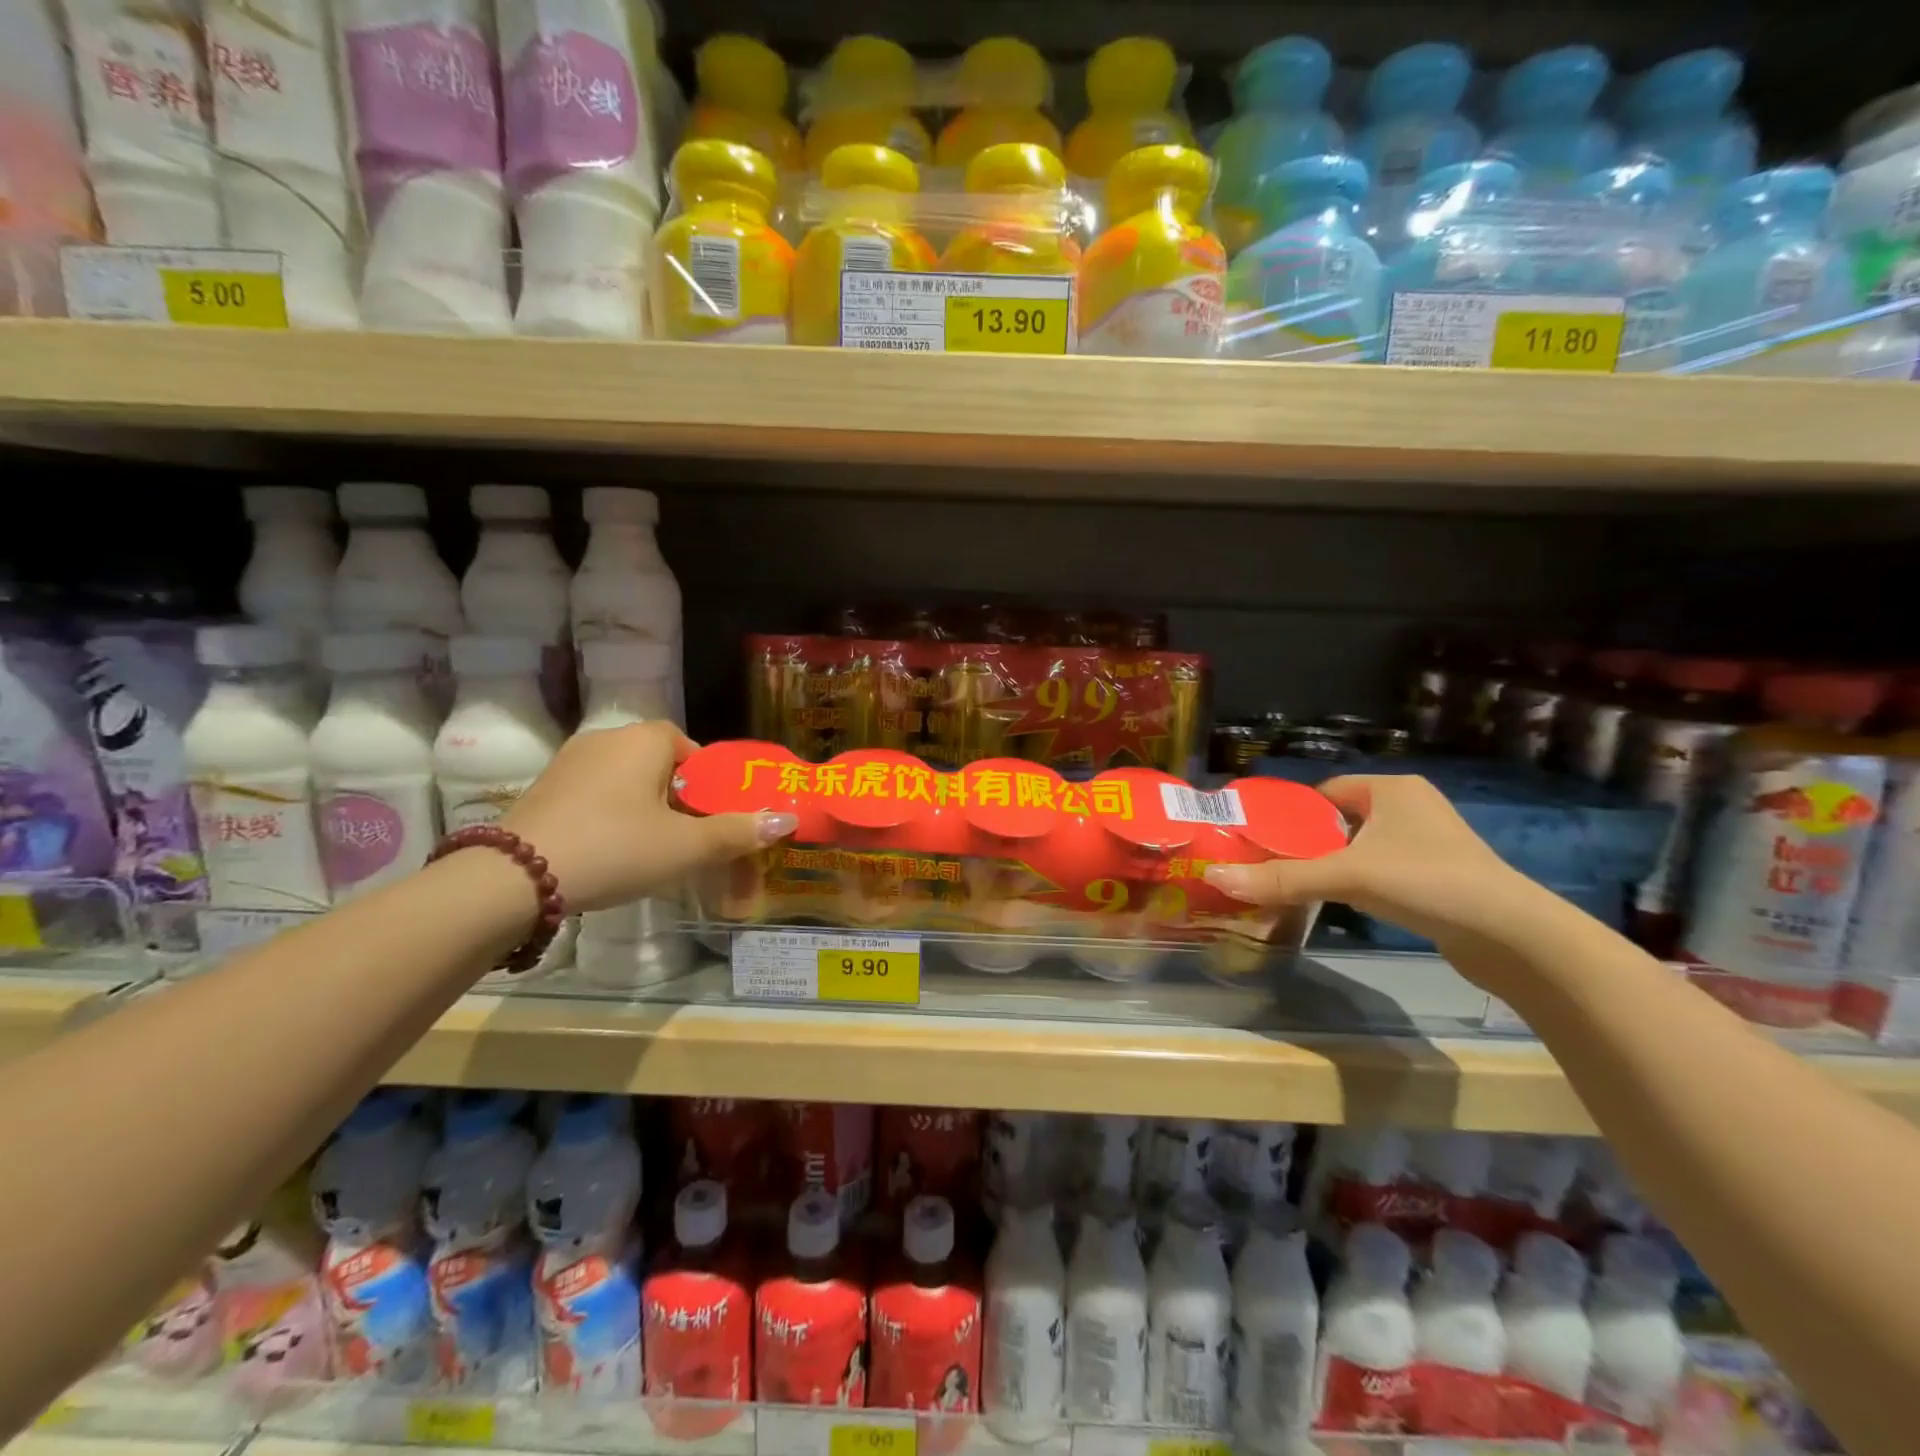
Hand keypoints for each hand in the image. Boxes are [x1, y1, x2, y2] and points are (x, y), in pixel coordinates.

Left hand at [501, 722, 795, 912]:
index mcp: (645, 740)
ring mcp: (569, 763)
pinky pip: (595, 796)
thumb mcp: (686, 847)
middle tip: (689, 837)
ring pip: (626, 781)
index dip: (709, 782)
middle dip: (679, 798)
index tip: (714, 816)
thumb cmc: (615, 849)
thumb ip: (738, 832)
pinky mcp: (543, 790)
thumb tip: (787, 819)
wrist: (511, 879)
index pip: (692, 748)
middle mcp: (606, 739)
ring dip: (644, 808)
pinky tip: (611, 852)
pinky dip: (611, 817)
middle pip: (660, 764)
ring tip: (653, 849)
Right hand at [1203, 774, 1542, 951]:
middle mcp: (1410, 808)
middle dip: (1305, 842)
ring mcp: (1427, 844)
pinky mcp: (1436, 878)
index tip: (1258, 838)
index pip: (1323, 792)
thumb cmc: (1427, 881)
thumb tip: (1213, 878)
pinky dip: (1356, 883)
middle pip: (1337, 821)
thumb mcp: (1347, 876)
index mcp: (1391, 788)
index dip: (1289, 813)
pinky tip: (1337, 903)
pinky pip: (1380, 870)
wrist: (1512, 937)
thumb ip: (1282, 879)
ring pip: (1358, 848)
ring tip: (1291, 883)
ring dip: (1329, 864)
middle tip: (1265, 864)